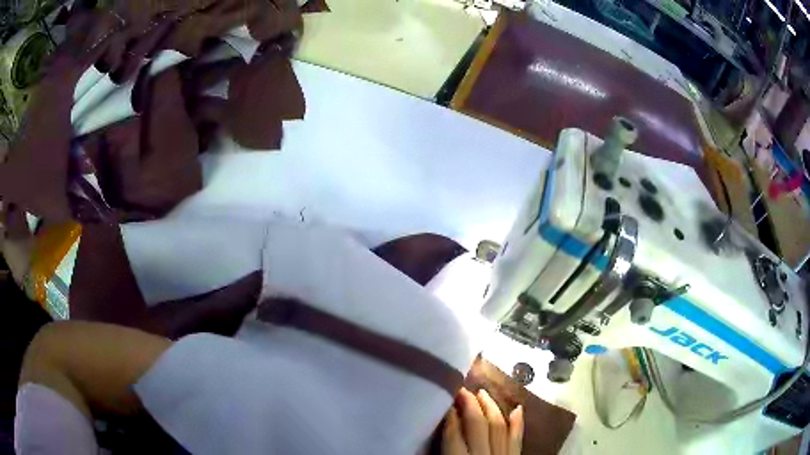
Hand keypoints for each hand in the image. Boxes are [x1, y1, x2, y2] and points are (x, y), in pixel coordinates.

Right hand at [441, 388, 523, 454]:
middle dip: (470, 404)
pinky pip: (517, 438)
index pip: (453, 434)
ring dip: (491, 407)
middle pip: (477, 424)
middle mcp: (483, 454)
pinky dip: (518, 423)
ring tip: (482, 393)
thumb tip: (437, 430)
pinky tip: (518, 408)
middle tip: (462, 389)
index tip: (445, 400)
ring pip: (498, 426)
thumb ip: (443, 450)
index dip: (449, 415)